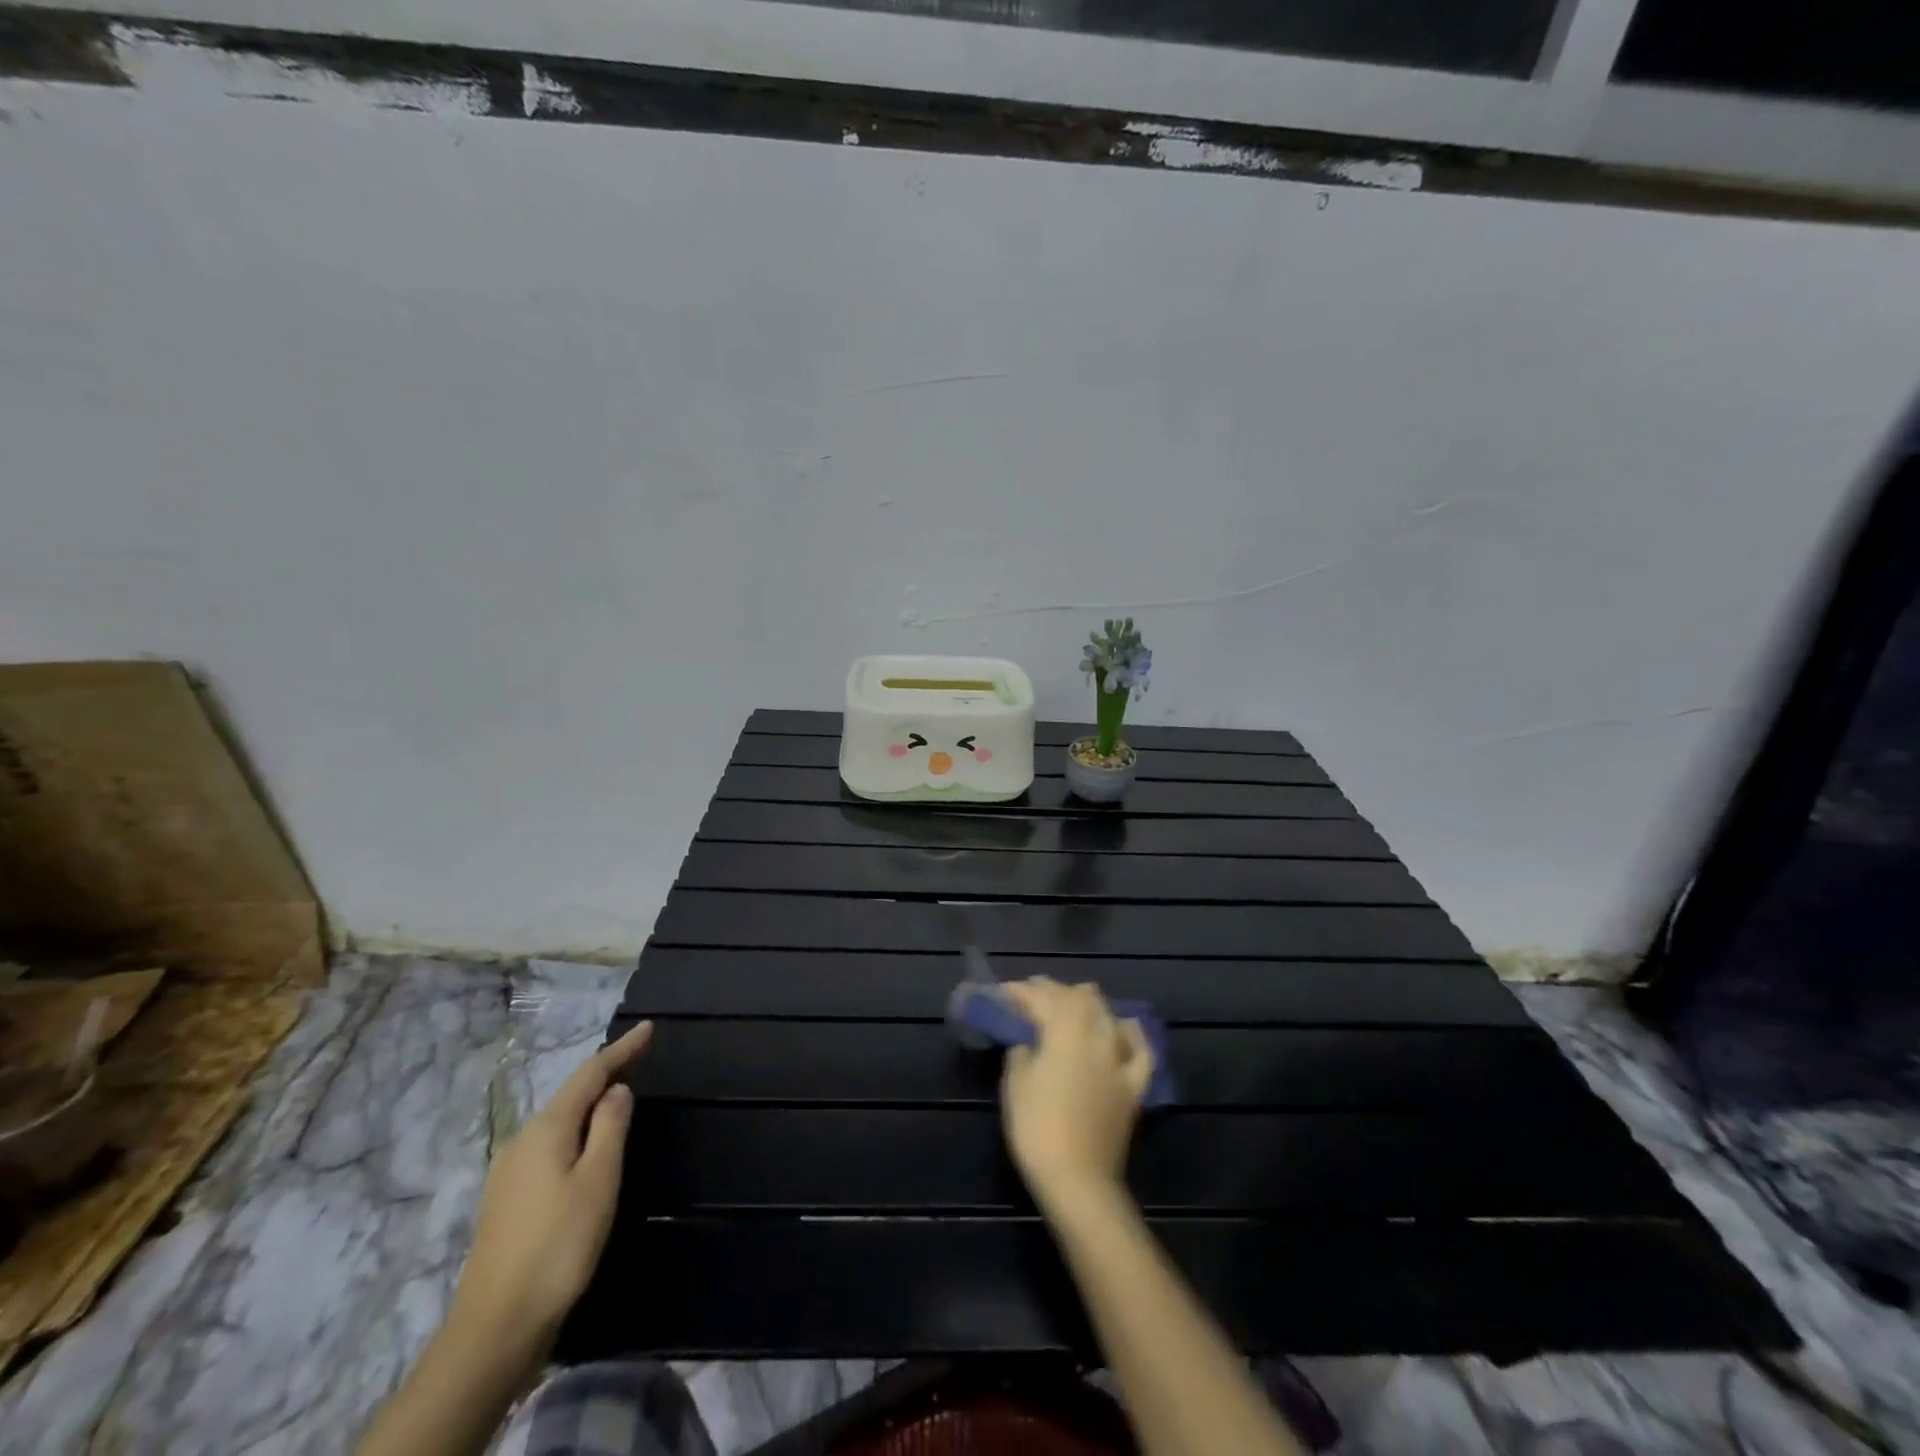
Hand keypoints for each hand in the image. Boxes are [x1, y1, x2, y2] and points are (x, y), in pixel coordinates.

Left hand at [452, 1020, 652, 1356]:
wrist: (495, 1326)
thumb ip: (610, 1127)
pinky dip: (576, 1131)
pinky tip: (587, 1145)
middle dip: (605, 1073)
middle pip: (571, 1095)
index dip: (621, 1049)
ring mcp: (509, 1171)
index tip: (649, 1027)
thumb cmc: (558, 1245)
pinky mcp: (507, 1199)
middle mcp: (522, 1140)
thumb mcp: (598, 1180)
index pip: (590, 1074)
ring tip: (619, 1096)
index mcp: (547, 1129)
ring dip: (590, 1104)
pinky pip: (550, 1145)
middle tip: (639, 1058)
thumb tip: (617, 1090)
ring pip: (559, 1121)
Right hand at [999, 979, 1153, 1205]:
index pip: (1041, 997)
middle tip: (1029, 996)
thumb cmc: (1037, 1128)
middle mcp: (1097, 1033)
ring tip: (1068, 1005)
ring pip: (1107, 1013)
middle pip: (1077, 997)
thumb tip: (1028, 1041)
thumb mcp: (1015, 1083)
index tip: (1001, 993)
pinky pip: (1139, 1049)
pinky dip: (1129, 1033)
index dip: (1019, 992)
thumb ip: (1021, 1050)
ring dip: (1086, 1003)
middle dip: (1052, 991)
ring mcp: (1120, 1058)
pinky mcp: (1134, 1084)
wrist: (1079, 1180)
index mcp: (1065, 1029)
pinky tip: (1122, 1029)